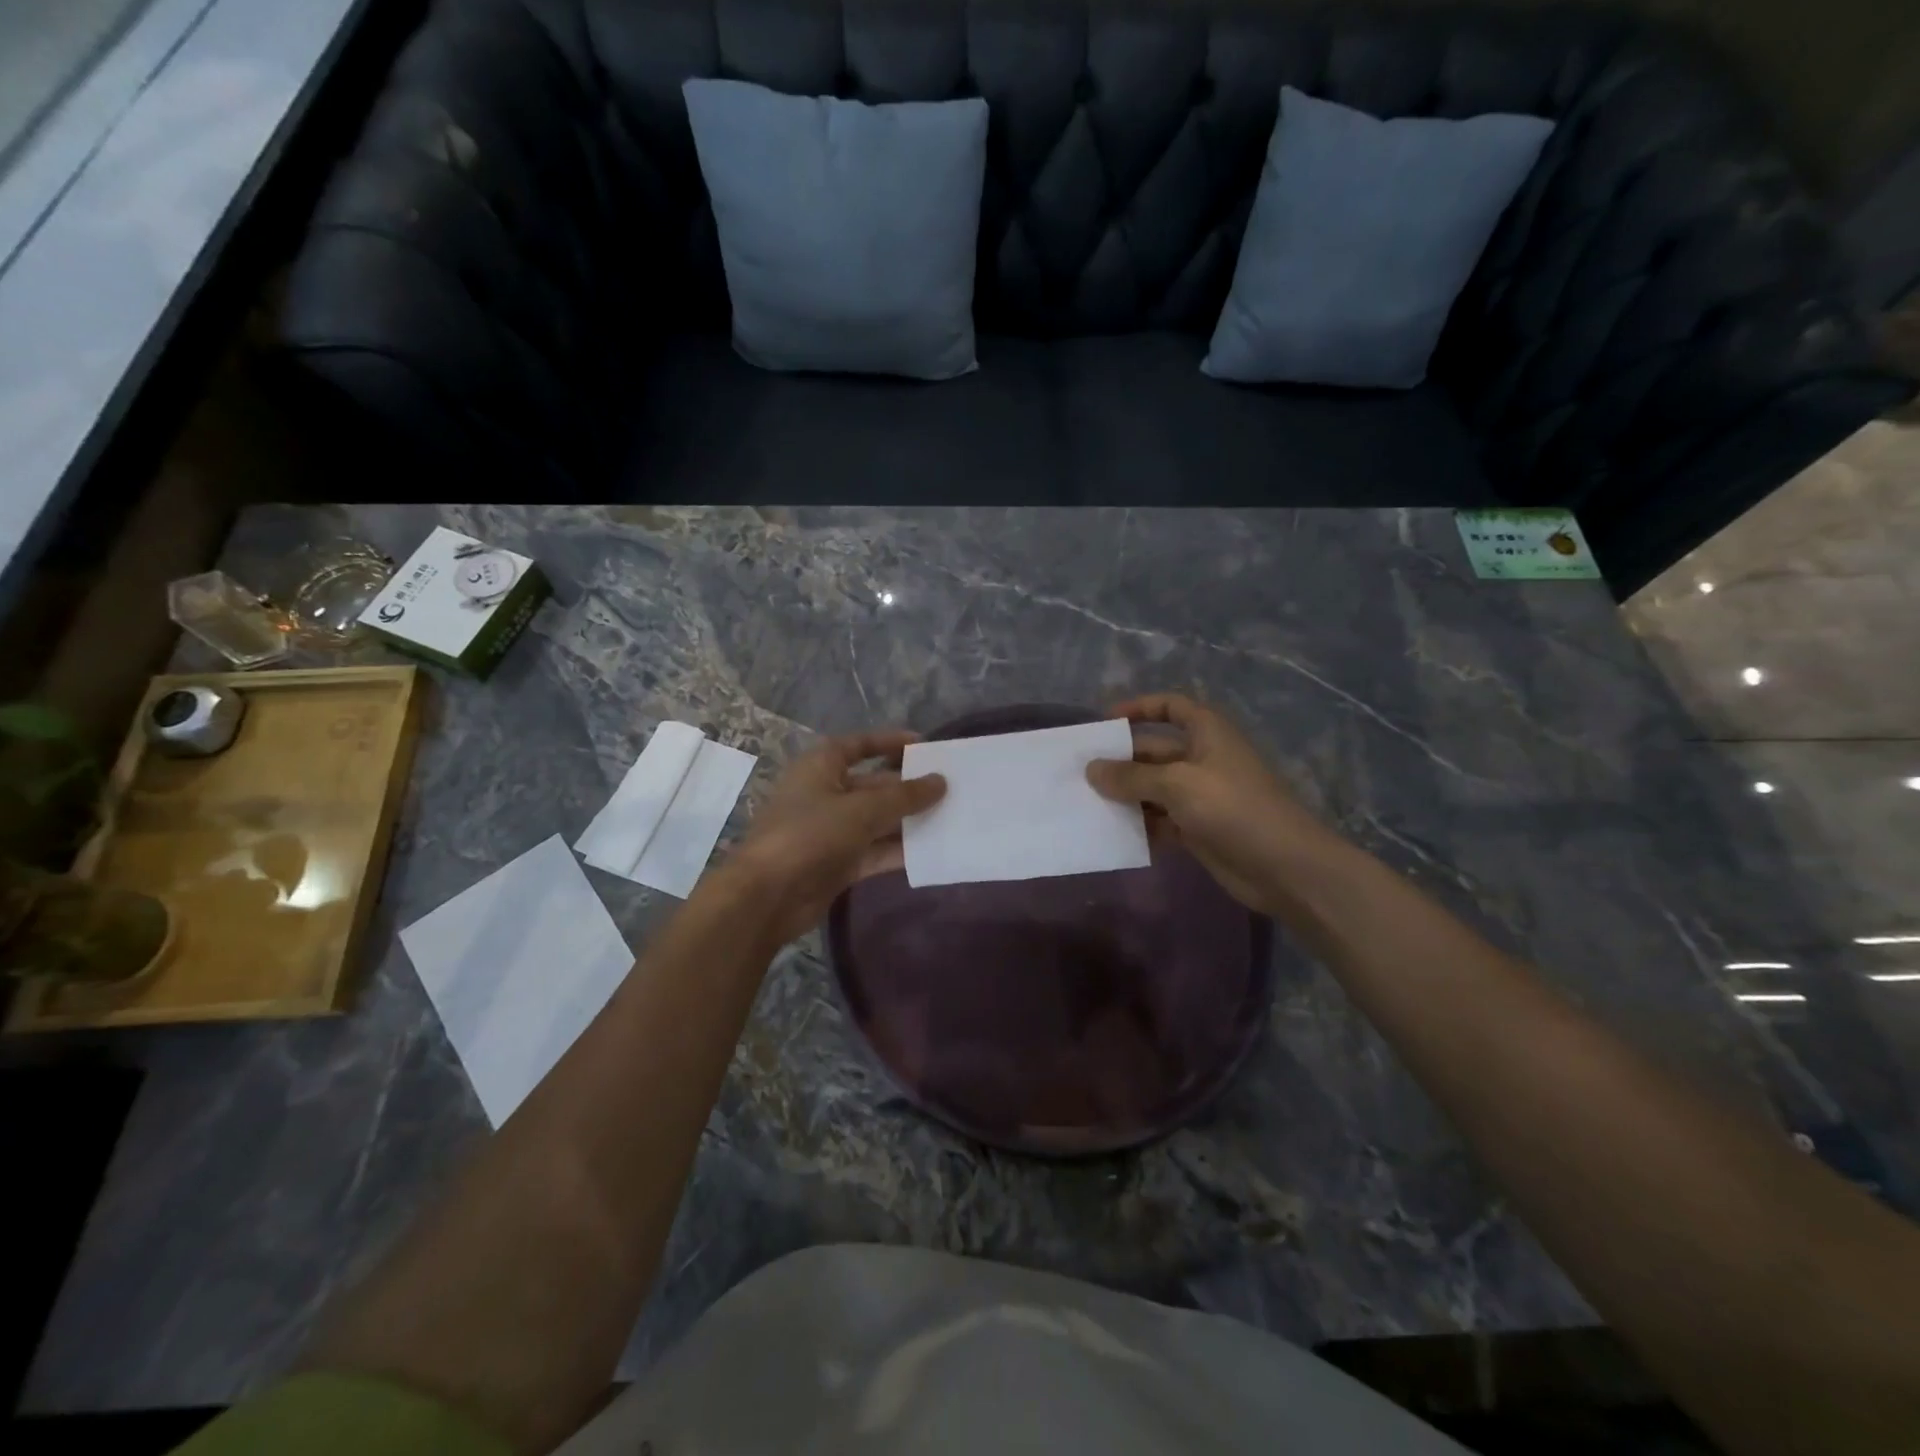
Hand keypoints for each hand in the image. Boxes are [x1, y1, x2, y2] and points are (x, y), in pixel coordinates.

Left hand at [722, 731, 945, 943]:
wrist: (767, 897)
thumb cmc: (810, 835)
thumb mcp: (861, 810)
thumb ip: (904, 797)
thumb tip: (941, 782)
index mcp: (820, 767)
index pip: (858, 745)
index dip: (889, 742)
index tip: (924, 745)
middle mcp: (825, 794)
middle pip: (873, 785)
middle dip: (907, 787)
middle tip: (949, 789)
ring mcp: (830, 831)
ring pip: (876, 820)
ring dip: (907, 821)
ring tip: (950, 818)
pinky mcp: (837, 864)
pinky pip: (874, 851)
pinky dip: (898, 851)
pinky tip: (932, 851)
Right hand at [1086, 694, 1332, 914]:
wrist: (1284, 867)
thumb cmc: (1233, 808)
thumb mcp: (1178, 784)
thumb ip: (1131, 777)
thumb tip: (1091, 769)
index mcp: (1207, 733)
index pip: (1170, 706)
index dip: (1139, 708)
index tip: (1105, 721)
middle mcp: (1202, 759)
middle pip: (1153, 750)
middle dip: (1121, 760)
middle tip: (1081, 774)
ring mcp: (1201, 796)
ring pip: (1153, 788)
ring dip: (1126, 795)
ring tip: (1087, 804)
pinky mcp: (1198, 828)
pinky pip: (1160, 819)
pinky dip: (1140, 824)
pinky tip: (1113, 833)